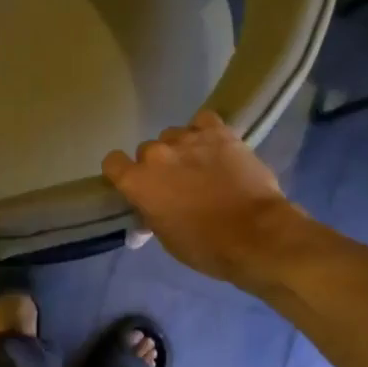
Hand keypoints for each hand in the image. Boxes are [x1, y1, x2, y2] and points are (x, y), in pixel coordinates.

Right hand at [102, 112, 302, 284]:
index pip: (112, 162)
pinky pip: (202, 120)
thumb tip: (147, 211)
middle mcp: (157, 154)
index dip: (122, 173)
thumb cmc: (205, 246)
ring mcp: (188, 138)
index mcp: (137, 181)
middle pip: (147, 150)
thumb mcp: (166, 237)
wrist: (255, 235)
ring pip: (174, 135)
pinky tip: (214, 146)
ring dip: (182, 149)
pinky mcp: (219, 132)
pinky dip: (205, 131)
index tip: (136, 185)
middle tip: (177, 184)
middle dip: (158, 165)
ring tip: (201, 166)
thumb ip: (150, 213)